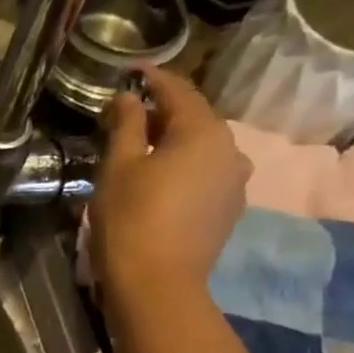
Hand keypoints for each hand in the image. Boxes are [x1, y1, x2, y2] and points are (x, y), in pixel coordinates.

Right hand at [91, 67, 250, 301]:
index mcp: (204, 131)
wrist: (157, 282)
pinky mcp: (228, 209)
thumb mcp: (119, 166)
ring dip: (175, 141)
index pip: (179, 91)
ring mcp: (235, 182)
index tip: (134, 69)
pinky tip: (160, 177)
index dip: (155, 79)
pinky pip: (206, 174)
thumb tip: (128, 96)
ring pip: (202, 148)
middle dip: (164, 112)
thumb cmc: (131, 217)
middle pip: (195, 119)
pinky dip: (183, 167)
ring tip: (143, 145)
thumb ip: (127, 125)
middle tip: (131, 110)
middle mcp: (230, 149)